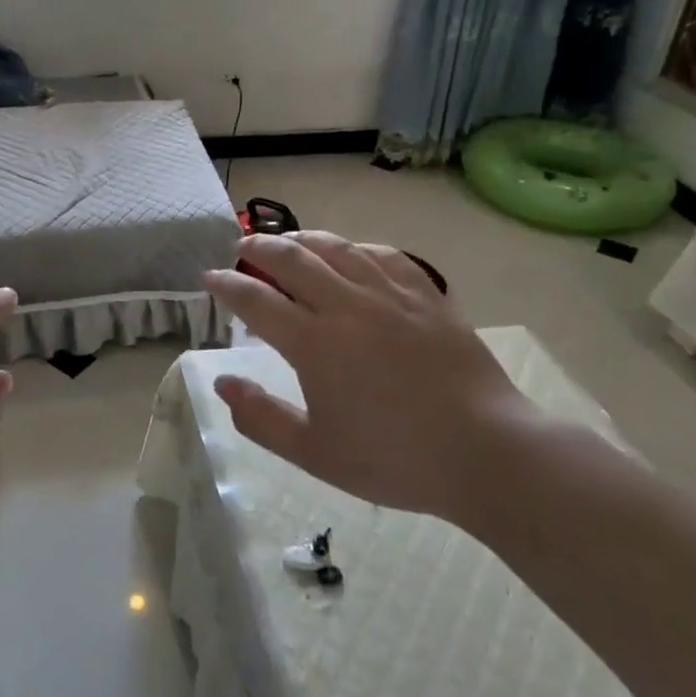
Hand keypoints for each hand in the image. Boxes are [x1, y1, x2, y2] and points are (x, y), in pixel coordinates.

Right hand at [203, 231, 528, 524]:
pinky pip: (384, 255)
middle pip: (292, 259)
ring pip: (337, 248)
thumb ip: (261, 417)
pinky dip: (357, 248)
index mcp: (314, 343)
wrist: (487, 453)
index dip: (226, 285)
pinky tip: (351, 253)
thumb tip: (222, 383)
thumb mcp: (315, 453)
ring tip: (288, 240)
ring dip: (303, 238)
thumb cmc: (394, 459)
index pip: (255, 300)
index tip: (208, 278)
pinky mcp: (426, 297)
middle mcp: (346, 306)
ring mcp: (390, 296)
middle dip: (259, 248)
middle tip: (242, 248)